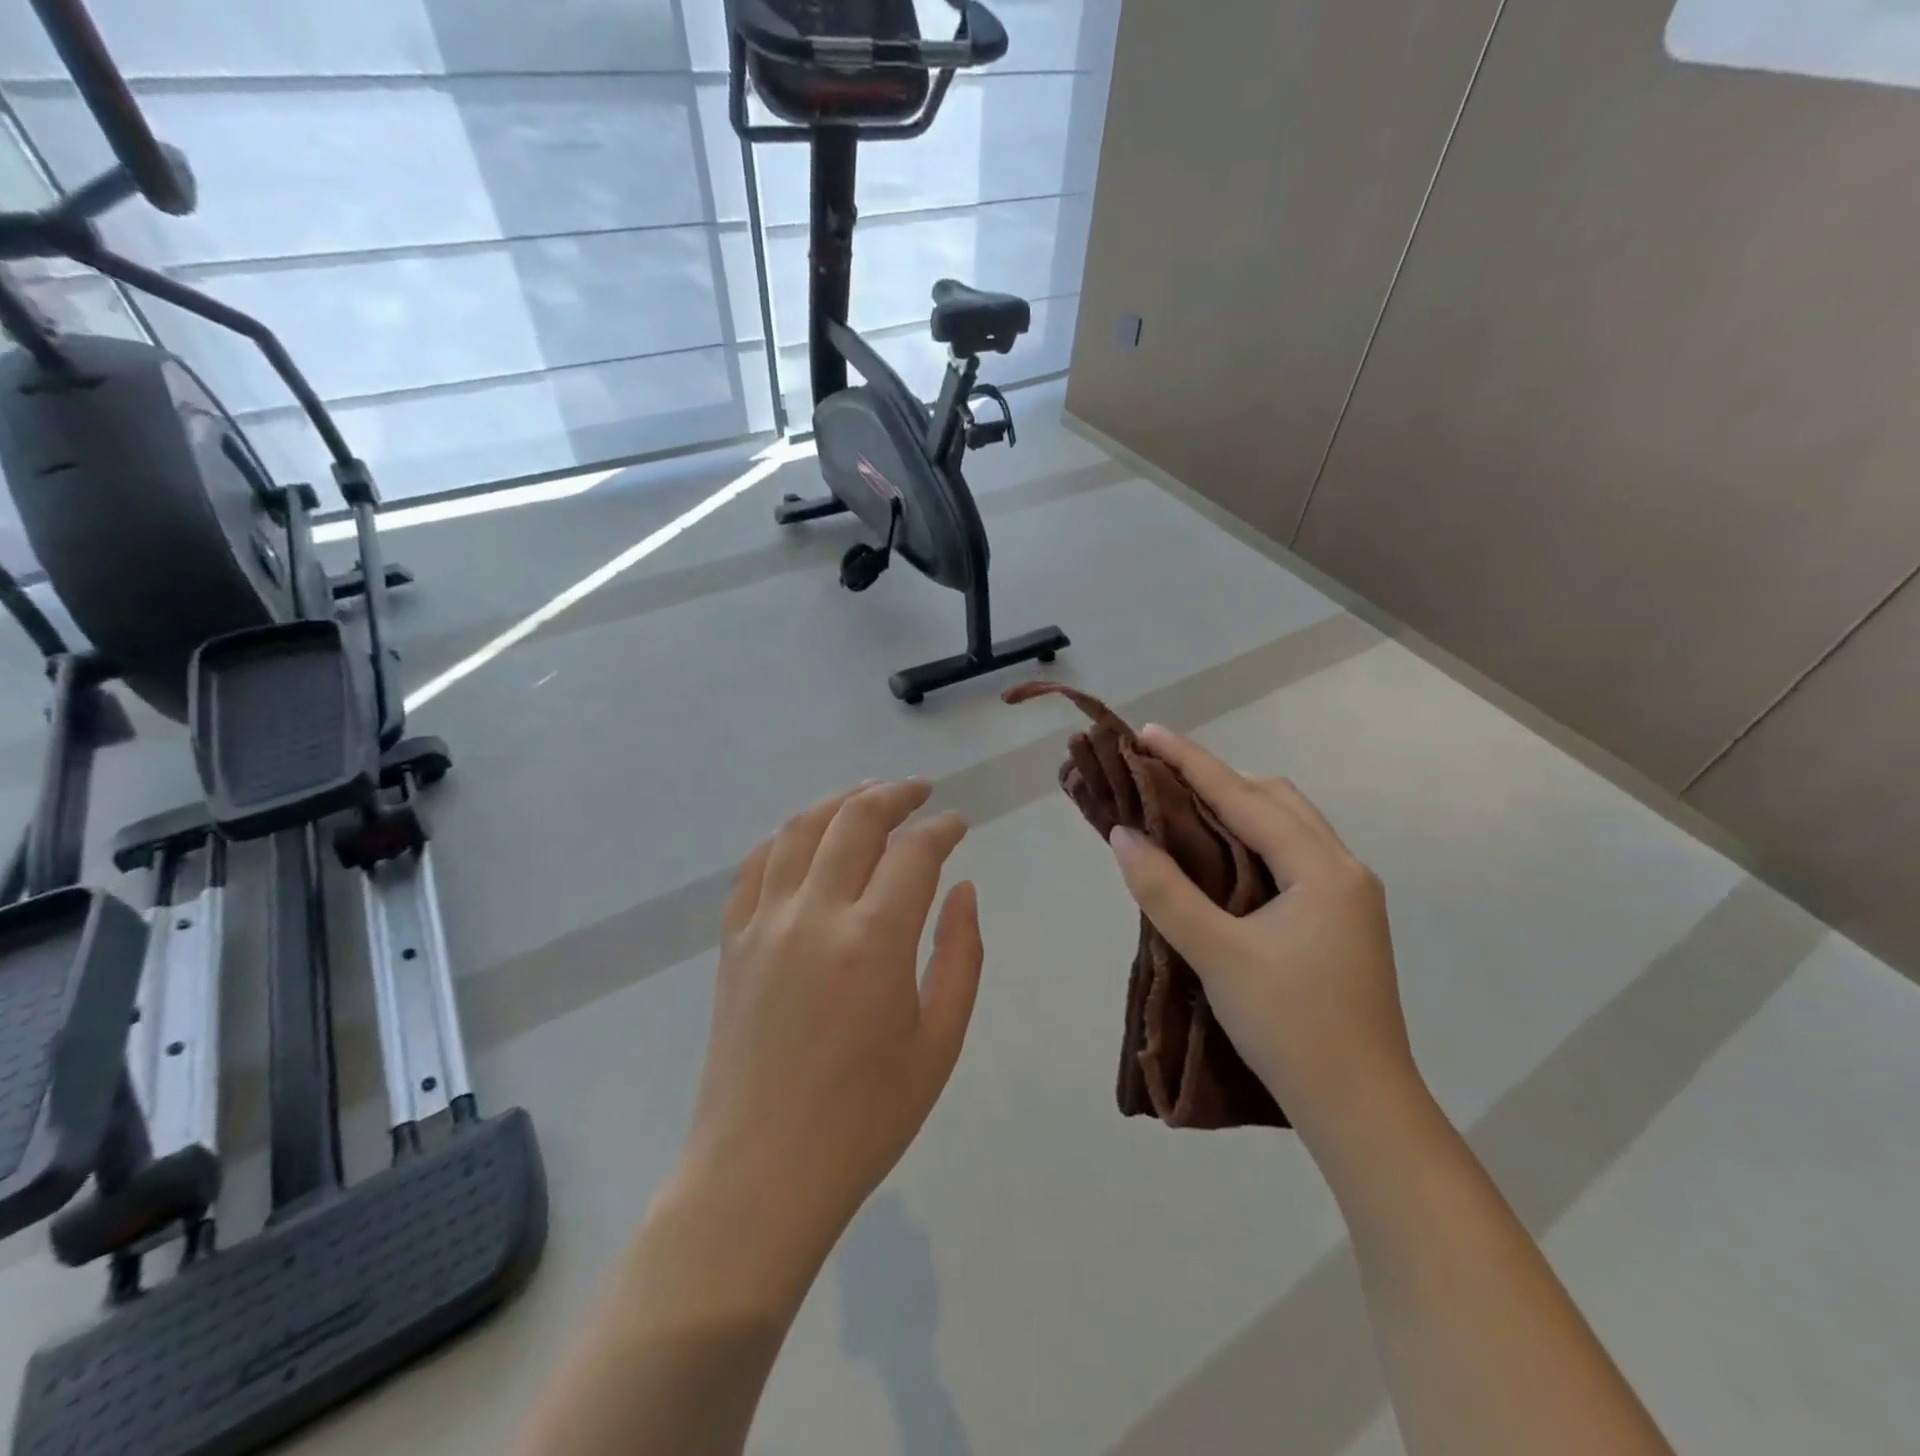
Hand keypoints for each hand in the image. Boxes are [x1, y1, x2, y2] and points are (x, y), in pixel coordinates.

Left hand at [683, 779, 983, 1250]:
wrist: (762, 1173)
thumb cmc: (865, 1117)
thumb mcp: (939, 1042)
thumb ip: (960, 956)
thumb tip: (963, 889)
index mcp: (874, 941)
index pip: (913, 852)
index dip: (941, 828)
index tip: (958, 825)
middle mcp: (814, 914)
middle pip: (854, 819)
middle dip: (894, 794)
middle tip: (920, 792)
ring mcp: (764, 924)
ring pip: (800, 829)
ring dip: (839, 801)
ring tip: (868, 795)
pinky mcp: (732, 942)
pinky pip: (755, 866)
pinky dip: (785, 838)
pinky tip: (806, 837)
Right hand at [1107, 728, 1418, 1146]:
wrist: (1362, 1110)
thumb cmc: (1291, 1028)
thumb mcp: (1218, 956)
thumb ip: (1165, 891)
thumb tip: (1123, 835)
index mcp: (1322, 869)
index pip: (1245, 797)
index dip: (1192, 762)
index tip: (1148, 733)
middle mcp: (1343, 869)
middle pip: (1276, 799)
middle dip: (1219, 778)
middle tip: (1163, 775)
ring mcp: (1348, 896)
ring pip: (1288, 827)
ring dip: (1239, 808)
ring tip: (1185, 808)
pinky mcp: (1340, 921)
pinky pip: (1292, 855)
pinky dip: (1253, 840)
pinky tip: (1221, 857)